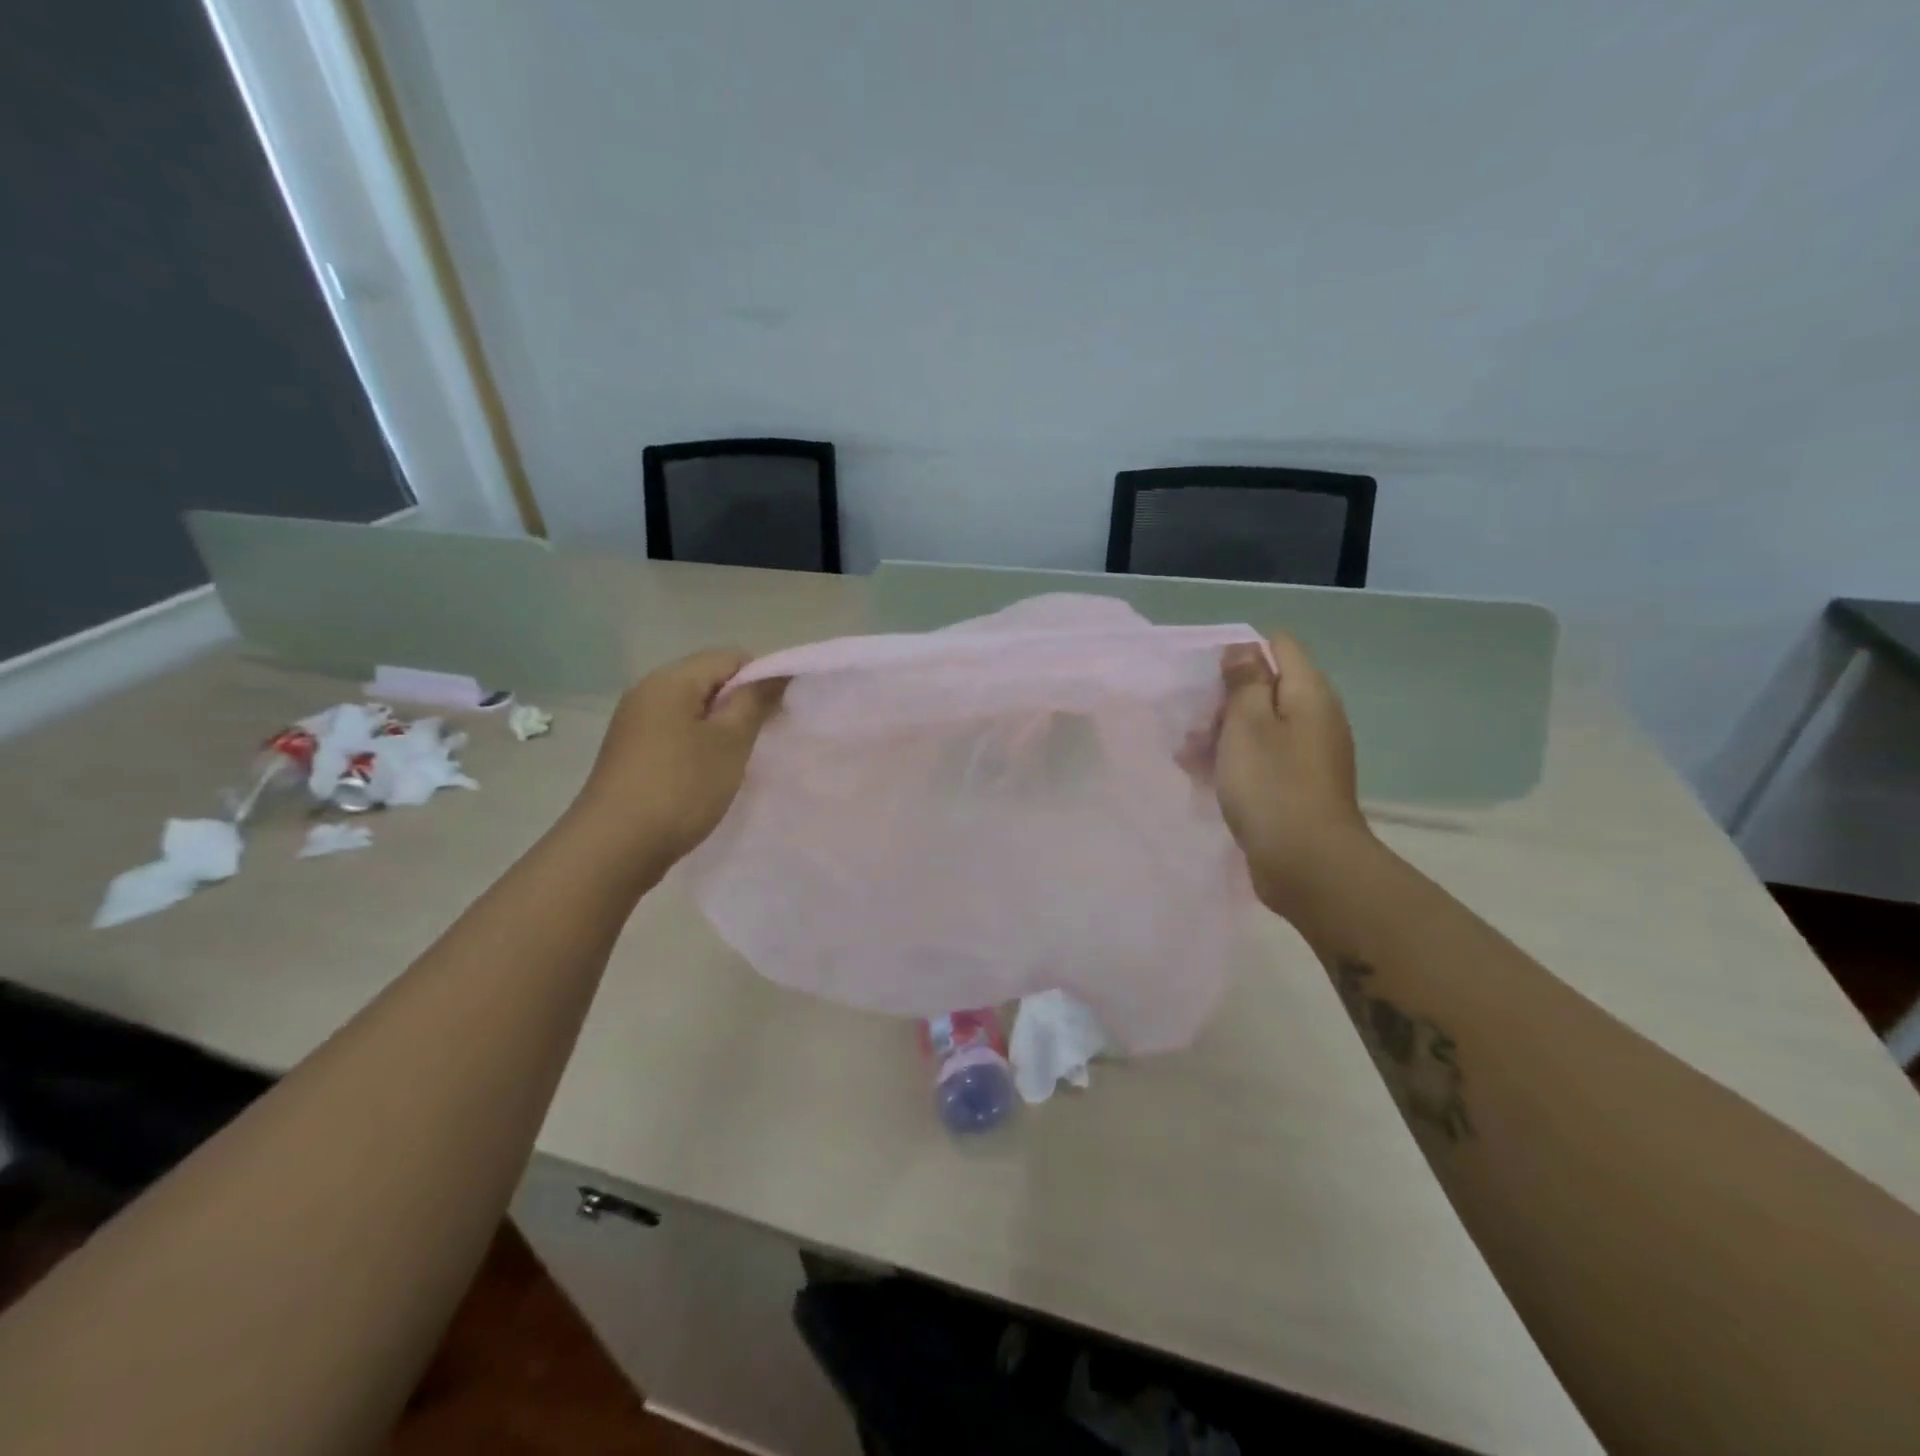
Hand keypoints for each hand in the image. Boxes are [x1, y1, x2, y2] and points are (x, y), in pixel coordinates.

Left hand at [574, 649, 786, 865]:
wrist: (614, 849)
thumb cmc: (680, 787)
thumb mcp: (729, 742)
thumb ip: (754, 702)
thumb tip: (776, 673)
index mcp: (670, 681)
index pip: (729, 657)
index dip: (761, 679)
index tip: (776, 716)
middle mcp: (647, 693)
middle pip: (709, 681)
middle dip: (741, 705)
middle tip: (761, 741)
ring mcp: (635, 725)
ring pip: (693, 711)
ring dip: (721, 730)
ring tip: (737, 762)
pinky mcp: (631, 755)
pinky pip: (676, 735)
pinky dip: (699, 748)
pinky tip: (708, 777)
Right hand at [1215, 633, 1371, 914]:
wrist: (1307, 863)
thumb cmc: (1272, 785)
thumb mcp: (1248, 724)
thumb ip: (1245, 681)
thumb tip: (1245, 648)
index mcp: (1309, 693)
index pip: (1280, 647)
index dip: (1243, 653)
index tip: (1210, 679)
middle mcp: (1316, 718)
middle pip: (1267, 688)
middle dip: (1226, 700)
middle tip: (1195, 726)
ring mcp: (1309, 755)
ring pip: (1260, 727)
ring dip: (1223, 735)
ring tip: (1188, 757)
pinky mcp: (1297, 786)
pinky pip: (1262, 759)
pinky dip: (1235, 762)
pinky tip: (1205, 778)